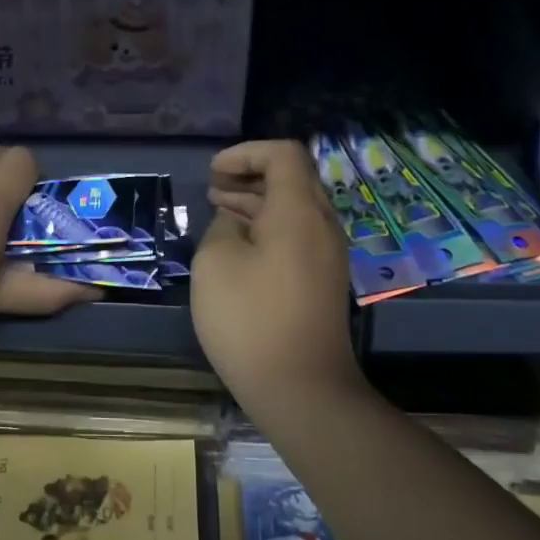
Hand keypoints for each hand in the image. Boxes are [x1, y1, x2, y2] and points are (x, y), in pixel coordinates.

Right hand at [190, 140, 359, 407]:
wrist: (300, 387)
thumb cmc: (250, 318)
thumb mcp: (215, 261)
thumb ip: (222, 227)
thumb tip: (235, 225)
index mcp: (298, 211)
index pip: (283, 154)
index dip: (245, 153)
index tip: (213, 172)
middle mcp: (321, 225)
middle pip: (292, 178)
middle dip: (250, 175)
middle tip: (213, 187)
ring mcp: (326, 255)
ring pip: (293, 208)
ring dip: (256, 202)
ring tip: (218, 209)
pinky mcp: (321, 280)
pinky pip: (296, 235)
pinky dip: (266, 227)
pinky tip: (237, 244)